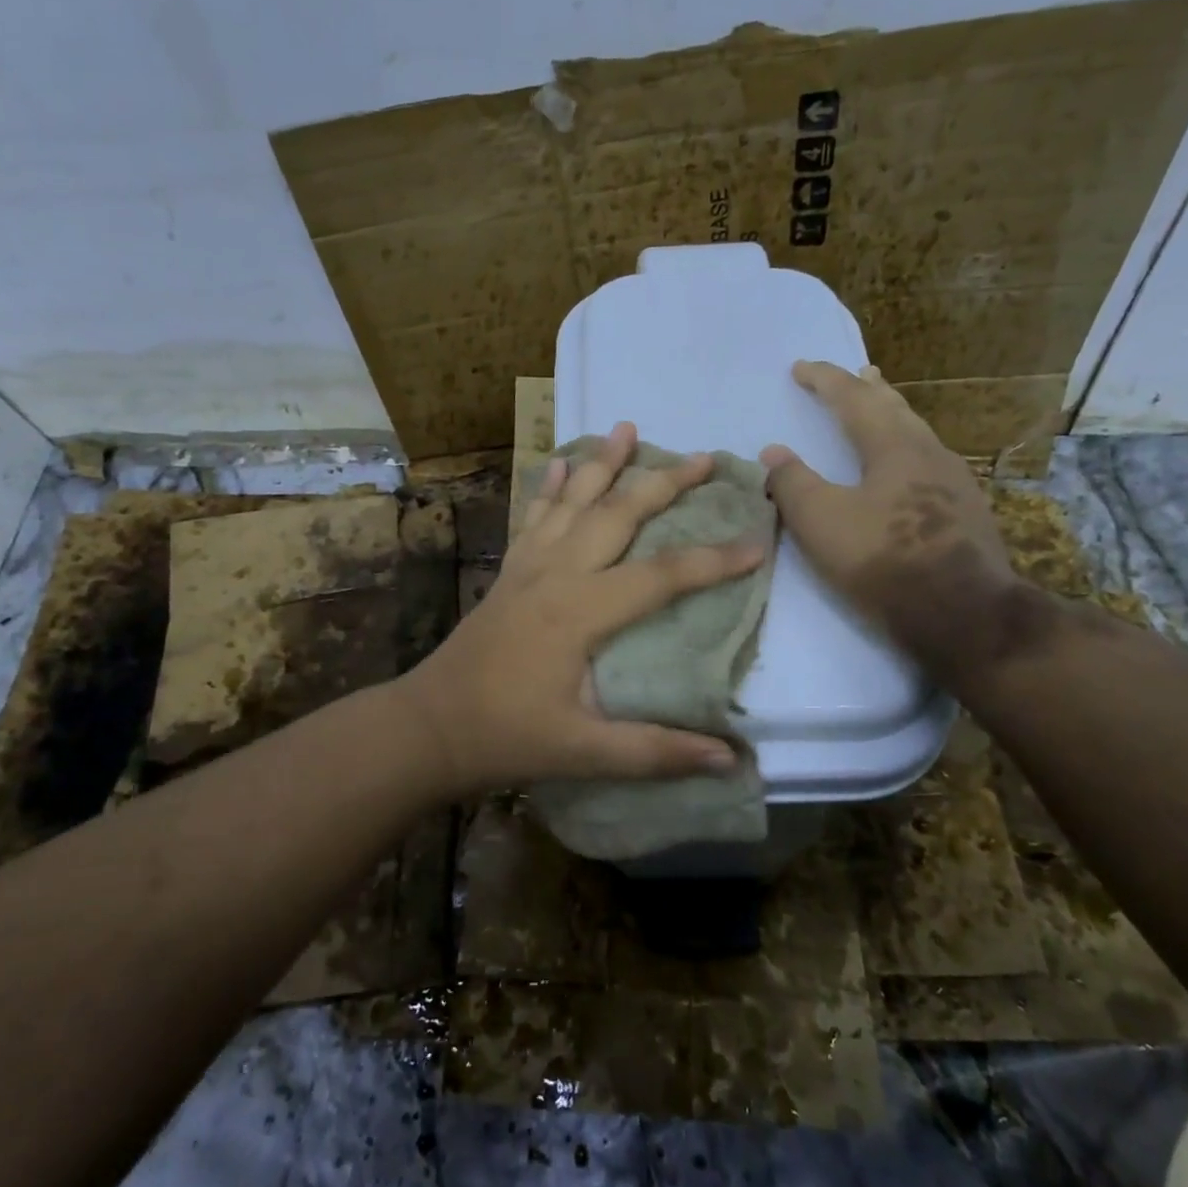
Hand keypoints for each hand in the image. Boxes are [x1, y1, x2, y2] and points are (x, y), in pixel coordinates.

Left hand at [399, 422, 767, 793]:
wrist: (429, 725)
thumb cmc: (506, 737)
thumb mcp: (584, 753)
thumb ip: (655, 751)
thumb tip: (730, 758)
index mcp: (580, 612)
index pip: (662, 576)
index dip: (713, 560)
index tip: (758, 542)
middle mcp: (556, 574)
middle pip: (618, 515)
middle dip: (663, 484)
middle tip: (703, 457)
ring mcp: (527, 567)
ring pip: (572, 502)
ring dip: (603, 464)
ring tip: (628, 428)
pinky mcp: (508, 572)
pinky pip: (533, 517)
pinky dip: (550, 487)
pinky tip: (559, 463)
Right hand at [760, 361, 1019, 680]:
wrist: (962, 613)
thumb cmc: (883, 559)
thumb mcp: (821, 521)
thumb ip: (791, 482)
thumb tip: (772, 452)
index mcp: (893, 446)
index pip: (853, 399)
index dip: (825, 380)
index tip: (800, 367)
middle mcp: (928, 453)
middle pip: (896, 409)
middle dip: (870, 390)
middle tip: (858, 373)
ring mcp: (954, 482)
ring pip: (917, 435)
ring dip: (893, 417)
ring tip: (882, 411)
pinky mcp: (964, 512)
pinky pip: (928, 462)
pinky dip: (906, 449)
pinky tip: (907, 469)